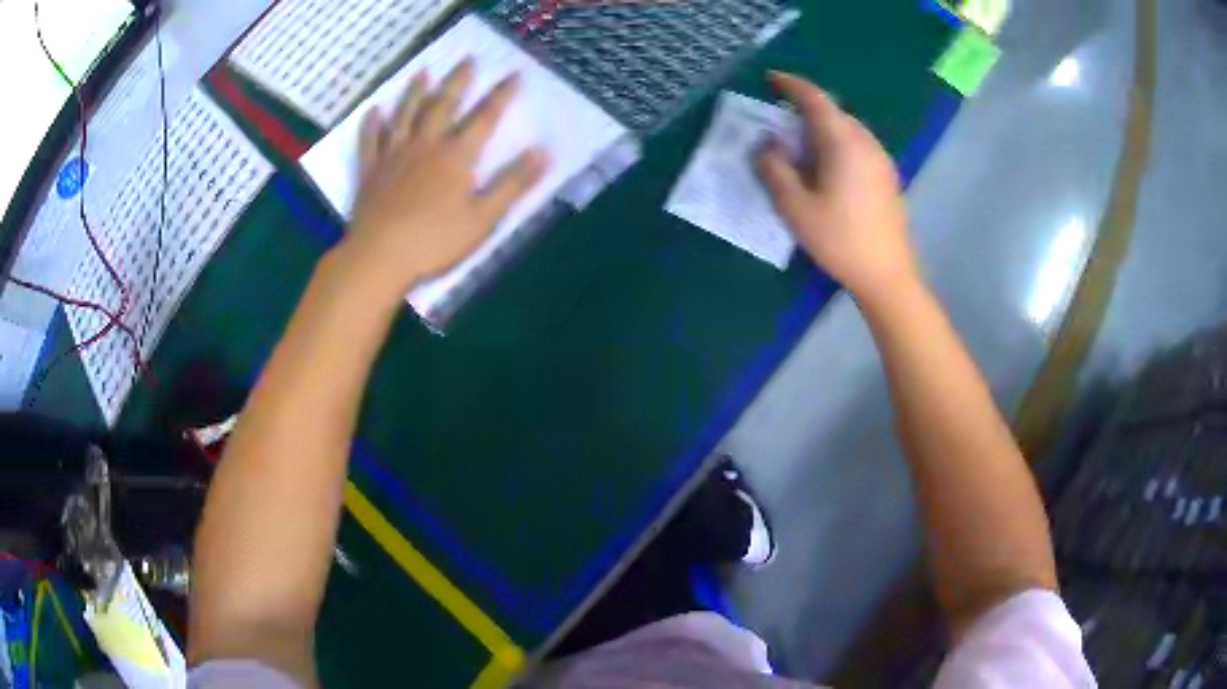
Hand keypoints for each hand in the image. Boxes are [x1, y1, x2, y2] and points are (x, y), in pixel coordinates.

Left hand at [338, 59, 548, 298]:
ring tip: (422, 73)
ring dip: (414, 92)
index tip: (514, 74)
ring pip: (405, 115)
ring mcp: (393, 156)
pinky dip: (372, 124)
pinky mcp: (370, 172)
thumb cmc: (435, 242)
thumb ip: (512, 183)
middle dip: (458, 81)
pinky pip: (370, 141)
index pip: (484, 117)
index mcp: (456, 156)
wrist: (379, 257)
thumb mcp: (484, 217)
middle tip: (467, 60)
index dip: (501, 95)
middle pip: (443, 105)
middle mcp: (425, 145)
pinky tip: (374, 111)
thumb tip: (543, 152)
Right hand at [757, 72, 917, 301]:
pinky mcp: (888, 177)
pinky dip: (839, 143)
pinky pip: (860, 146)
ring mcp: (882, 160)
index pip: (815, 100)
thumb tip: (767, 144)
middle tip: (782, 123)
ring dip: (824, 128)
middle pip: (834, 112)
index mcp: (843, 143)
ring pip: (849, 129)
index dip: (792, 85)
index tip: (771, 79)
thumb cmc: (840, 241)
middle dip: (807, 109)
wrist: (887, 275)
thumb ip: (775, 169)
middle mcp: (866, 143)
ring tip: (804, 147)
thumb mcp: (796, 207)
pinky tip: (830, 168)